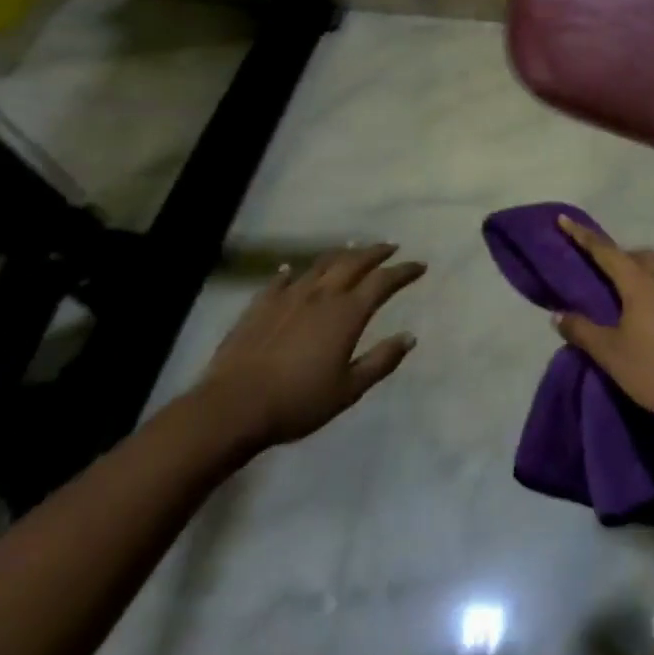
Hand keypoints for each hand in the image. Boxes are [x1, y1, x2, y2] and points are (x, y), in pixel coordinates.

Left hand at [191, 243, 424, 457]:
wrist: (234, 406)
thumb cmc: (299, 401)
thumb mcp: (349, 389)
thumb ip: (381, 361)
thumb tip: (410, 337)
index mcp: (347, 313)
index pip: (383, 281)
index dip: (403, 272)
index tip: (419, 266)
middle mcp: (321, 295)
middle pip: (353, 262)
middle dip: (375, 252)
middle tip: (390, 247)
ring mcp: (288, 296)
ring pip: (319, 265)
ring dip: (340, 255)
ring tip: (351, 250)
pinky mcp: (260, 305)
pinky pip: (280, 280)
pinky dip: (293, 272)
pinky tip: (292, 270)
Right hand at [554, 215, 653, 436]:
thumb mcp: (610, 354)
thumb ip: (582, 330)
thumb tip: (558, 314)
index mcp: (640, 283)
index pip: (605, 251)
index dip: (582, 235)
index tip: (564, 219)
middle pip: (636, 256)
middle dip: (614, 255)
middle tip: (594, 266)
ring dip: (638, 270)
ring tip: (623, 288)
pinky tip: (653, 312)